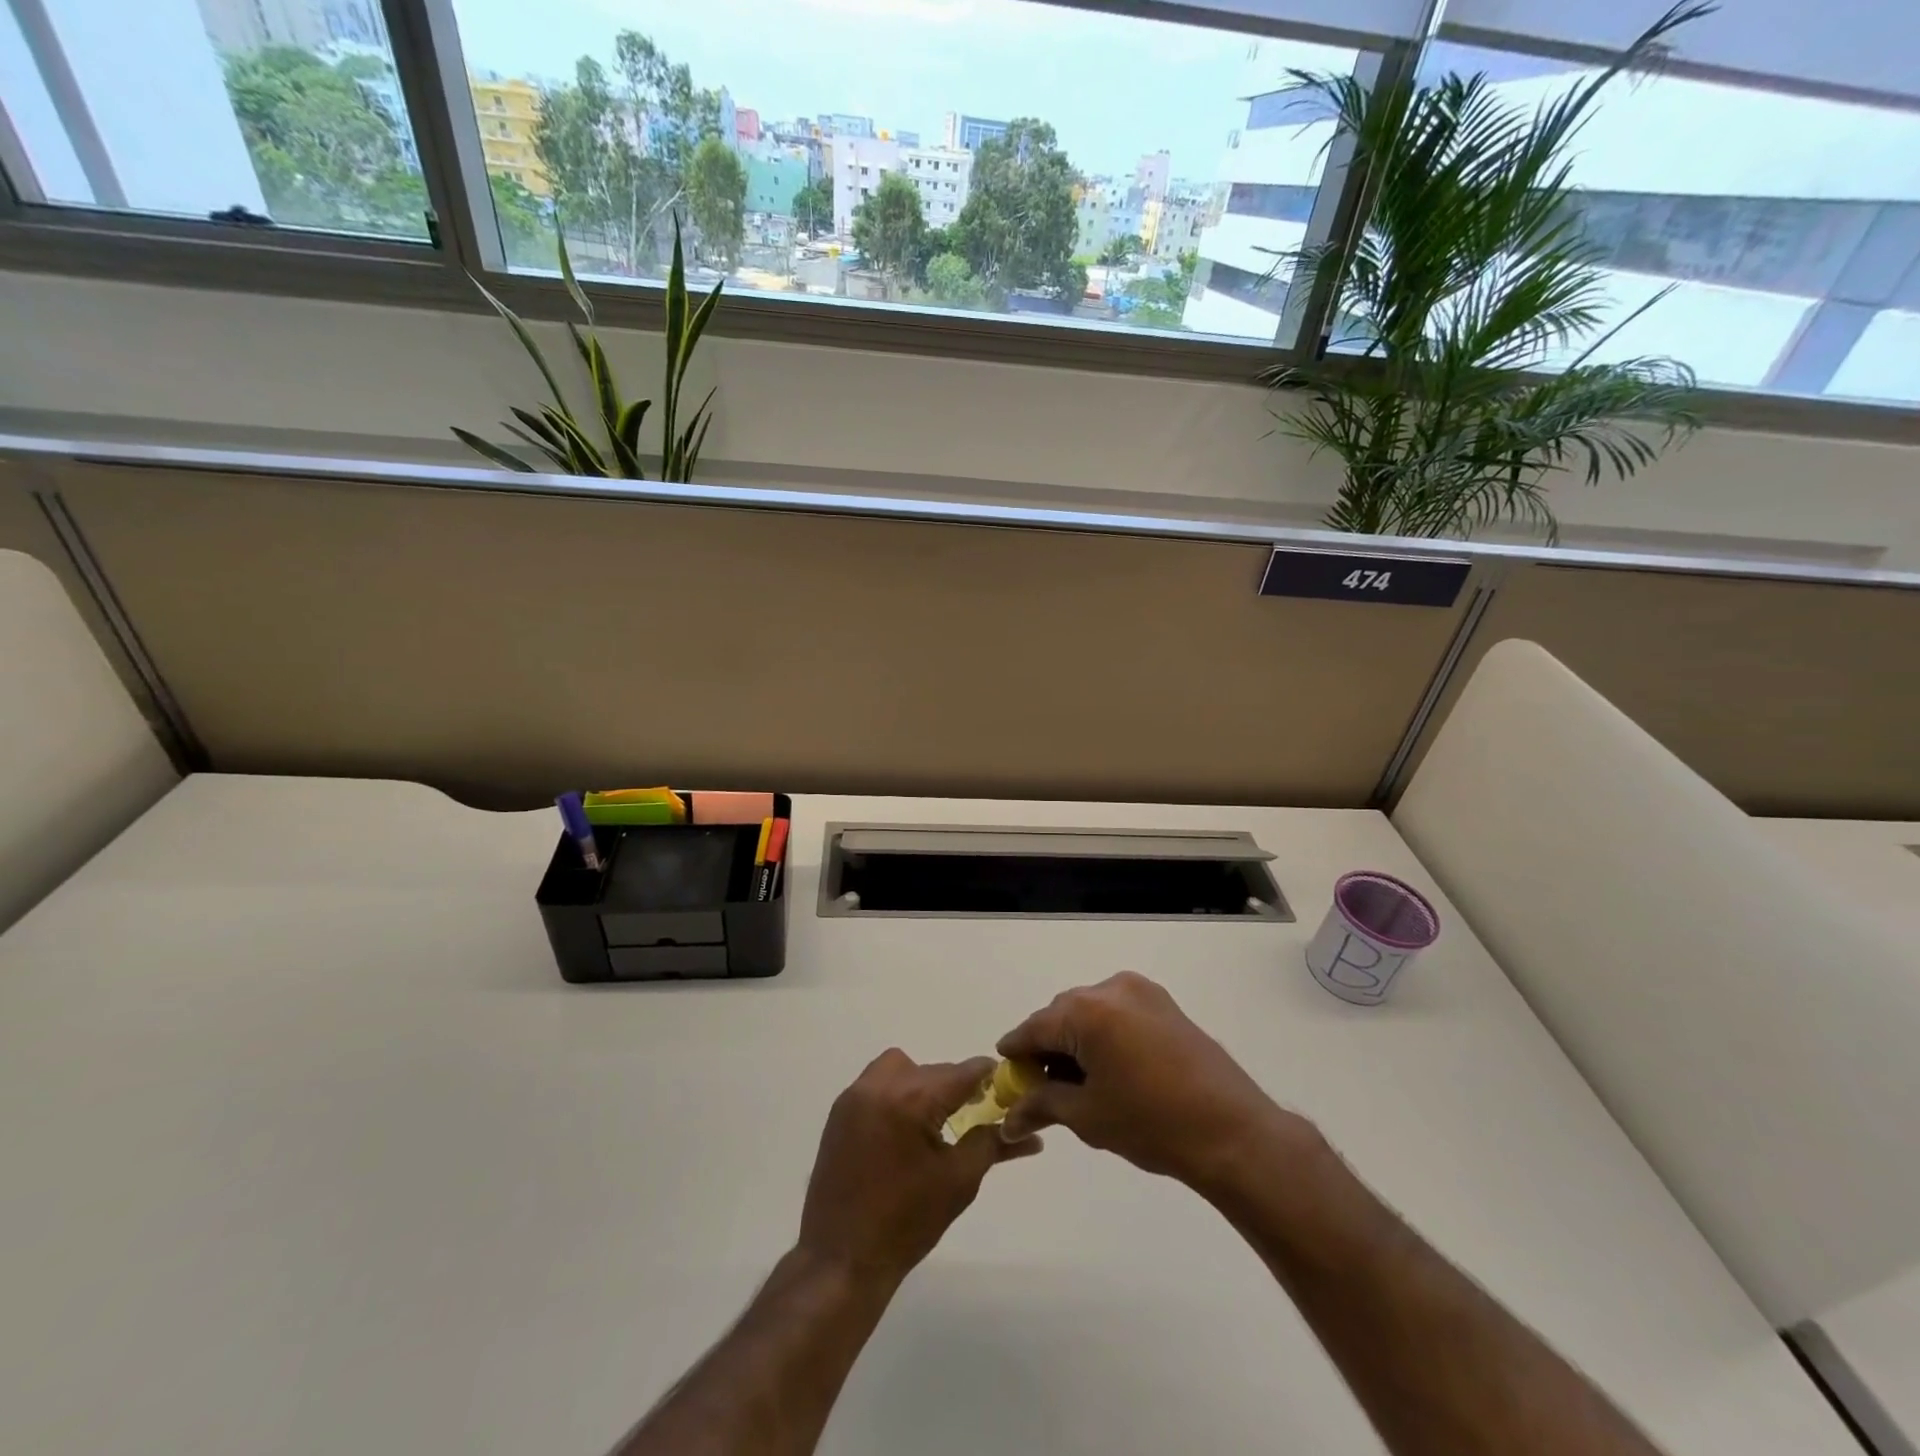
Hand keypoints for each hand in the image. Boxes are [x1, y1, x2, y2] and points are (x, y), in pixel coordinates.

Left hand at [797, 1050, 1041, 1286]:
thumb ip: (991, 1143)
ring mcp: (855, 1095)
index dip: (989, 1078)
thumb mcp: (958, 1181)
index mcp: (913, 1099)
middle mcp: (881, 1084)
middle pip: (934, 1070)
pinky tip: (905, 1130)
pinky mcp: (840, 1110)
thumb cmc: (906, 1223)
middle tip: (972, 1117)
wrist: (841, 1259)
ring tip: (933, 1122)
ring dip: (923, 1084)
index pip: (963, 1072)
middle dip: (956, 1089)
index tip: (1006, 1089)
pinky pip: (878, 1083)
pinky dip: (897, 1094)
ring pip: (902, 1068)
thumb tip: (1027, 1130)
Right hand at [998, 972, 1299, 1190]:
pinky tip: (1109, 1068)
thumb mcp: (1087, 1116)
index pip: (1034, 1027)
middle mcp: (1111, 989)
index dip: (1016, 1052)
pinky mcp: (1164, 1004)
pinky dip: (1104, 1034)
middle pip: (1062, 1014)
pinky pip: (1118, 1012)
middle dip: (1047, 1047)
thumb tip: (1007, 1118)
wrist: (1232, 1132)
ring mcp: (1142, 992)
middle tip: (1042, 1087)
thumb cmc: (1152, 1124)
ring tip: (1078, 1082)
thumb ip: (1041, 1104)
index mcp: (1087, 1011)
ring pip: (1090, 1011)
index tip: (1005, 1074)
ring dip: (1076, 1039)